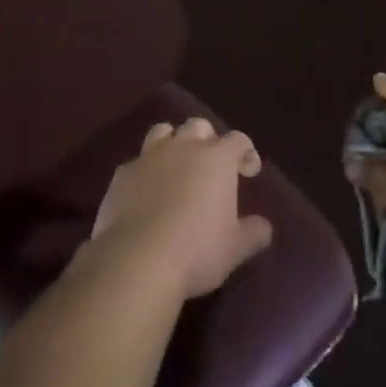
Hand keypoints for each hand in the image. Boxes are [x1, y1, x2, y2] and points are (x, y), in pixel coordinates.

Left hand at [93, 118, 273, 299]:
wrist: (137, 260)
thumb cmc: (197, 250)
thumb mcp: (236, 248)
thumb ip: (254, 232)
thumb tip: (263, 227)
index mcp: (217, 159)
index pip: (238, 139)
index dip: (246, 152)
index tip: (248, 172)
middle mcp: (183, 148)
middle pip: (198, 126)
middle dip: (208, 140)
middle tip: (211, 167)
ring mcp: (149, 157)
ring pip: (163, 132)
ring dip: (173, 143)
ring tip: (176, 168)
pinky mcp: (122, 174)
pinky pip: (137, 162)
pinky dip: (146, 171)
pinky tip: (146, 193)